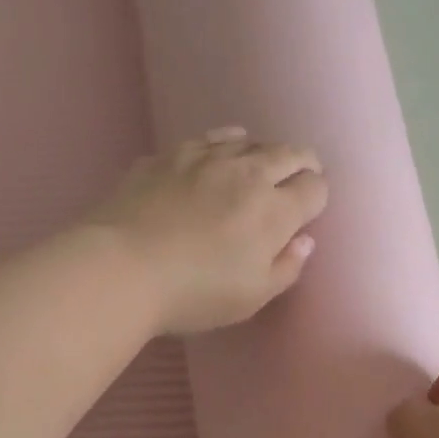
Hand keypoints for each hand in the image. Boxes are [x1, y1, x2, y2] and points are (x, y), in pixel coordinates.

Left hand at [90, 128, 327, 335]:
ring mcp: (205, 158)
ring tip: (257, 165)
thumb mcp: (251, 298)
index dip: (317, 196)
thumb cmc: (194, 293)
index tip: (308, 209)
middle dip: (301, 164)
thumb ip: (286, 268)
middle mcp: (247, 173)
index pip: (314, 187)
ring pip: (248, 140)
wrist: (121, 267)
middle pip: (289, 153)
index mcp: (274, 210)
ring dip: (261, 152)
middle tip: (297, 177)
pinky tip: (214, 157)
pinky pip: (207, 140)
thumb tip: (304, 241)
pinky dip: (221, 145)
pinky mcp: (169, 156)